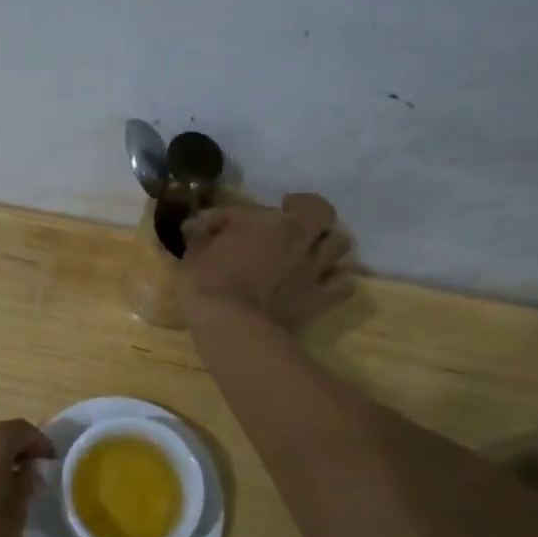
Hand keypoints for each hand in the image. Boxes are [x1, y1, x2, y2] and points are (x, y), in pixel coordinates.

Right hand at [178, 193, 354, 332]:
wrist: (232, 327)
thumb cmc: (208, 285)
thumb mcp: (193, 255)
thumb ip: (199, 235)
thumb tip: (194, 224)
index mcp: (267, 221)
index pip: (243, 209)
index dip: (222, 217)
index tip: (205, 227)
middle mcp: (298, 237)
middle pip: (320, 211)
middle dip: (307, 210)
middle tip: (291, 217)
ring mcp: (314, 268)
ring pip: (340, 243)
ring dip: (326, 243)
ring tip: (311, 249)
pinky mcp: (321, 299)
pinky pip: (344, 284)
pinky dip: (336, 280)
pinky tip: (321, 283)